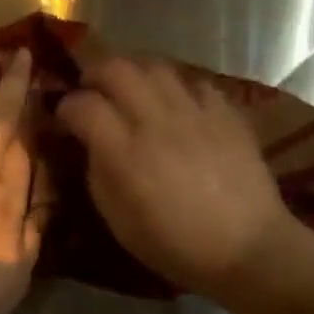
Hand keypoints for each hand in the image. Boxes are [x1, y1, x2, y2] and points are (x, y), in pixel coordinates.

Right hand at [59, 57, 291, 299]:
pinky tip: (175, 103)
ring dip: (134, 72)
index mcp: (124, 152)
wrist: (248, 249)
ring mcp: (194, 111)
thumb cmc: (176, 245)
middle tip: (92, 90)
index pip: (82, 105)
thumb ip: (97, 173)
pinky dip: (176, 86)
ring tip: (131, 89)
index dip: (66, 107)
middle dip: (95, 74)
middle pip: (116, 68)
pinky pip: (193, 81)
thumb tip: (90, 142)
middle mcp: (156, 121)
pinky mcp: (225, 111)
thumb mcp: (118, 221)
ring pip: (155, 65)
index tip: (66, 118)